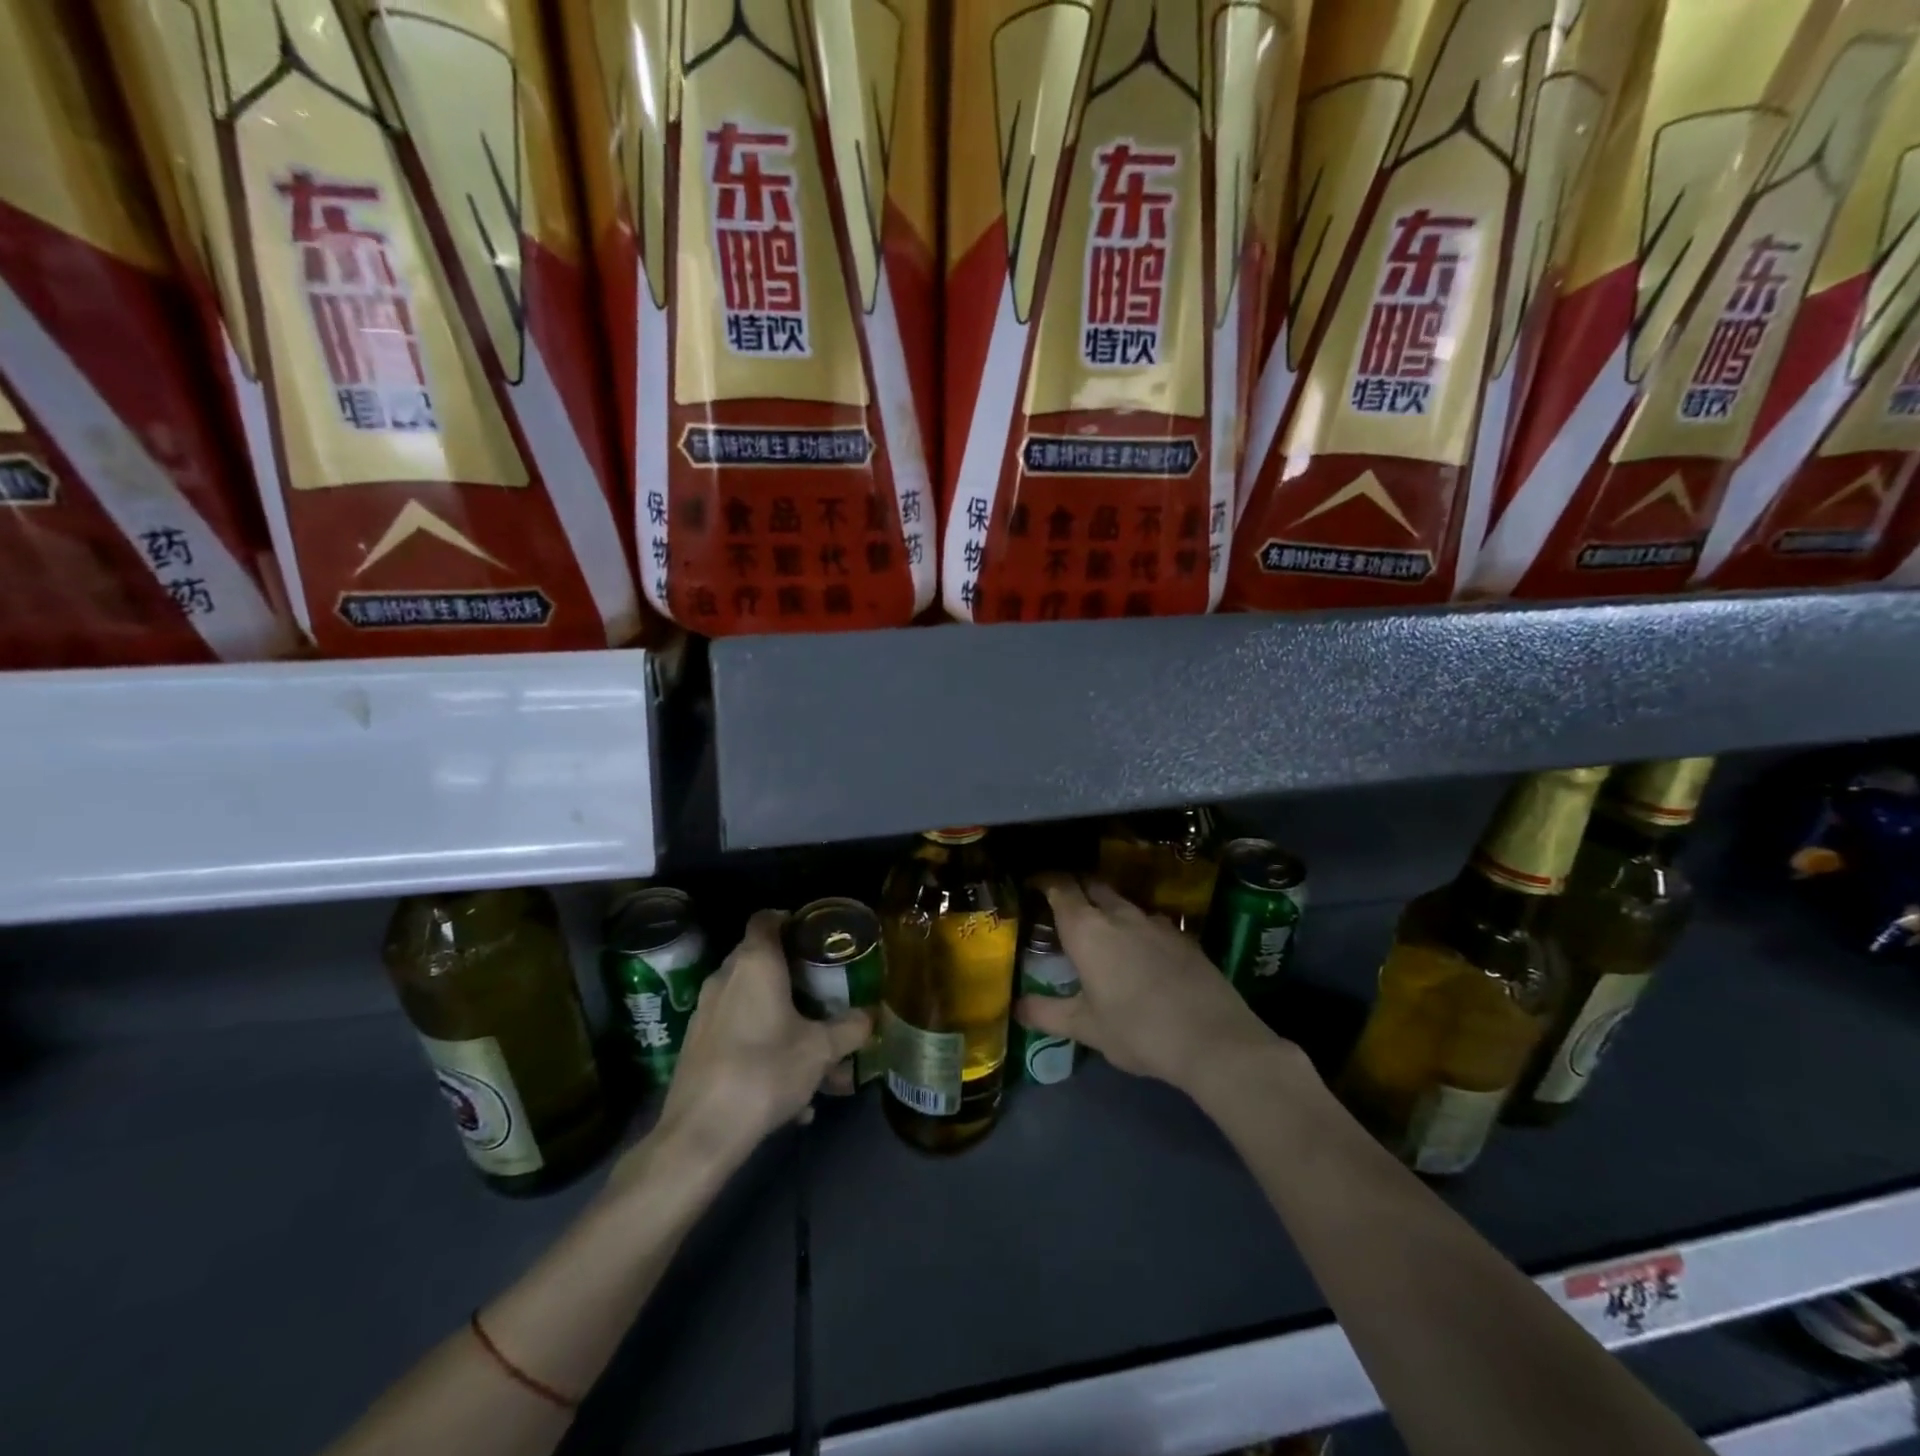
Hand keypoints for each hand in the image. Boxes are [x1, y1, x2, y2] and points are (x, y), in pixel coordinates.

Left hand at [648, 909, 869, 1168]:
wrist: (700, 1133)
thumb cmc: (765, 1071)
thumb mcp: (821, 1050)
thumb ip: (850, 1028)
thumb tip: (872, 1016)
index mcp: (755, 964)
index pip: (767, 918)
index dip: (791, 919)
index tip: (816, 937)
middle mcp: (725, 978)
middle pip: (761, 960)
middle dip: (794, 975)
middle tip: (824, 993)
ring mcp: (706, 1012)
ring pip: (752, 1001)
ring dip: (782, 1018)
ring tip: (815, 1055)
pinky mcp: (697, 1044)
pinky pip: (739, 1032)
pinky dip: (764, 1046)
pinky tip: (789, 1091)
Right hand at [1016, 874, 1283, 1094]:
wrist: (1214, 1040)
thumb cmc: (1137, 1031)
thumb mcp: (1085, 1027)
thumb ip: (1046, 1013)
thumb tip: (1016, 1008)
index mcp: (1087, 929)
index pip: (1060, 887)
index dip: (1044, 880)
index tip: (1032, 883)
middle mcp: (1119, 914)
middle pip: (1091, 884)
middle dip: (1075, 886)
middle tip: (1061, 903)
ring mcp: (1155, 921)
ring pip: (1122, 901)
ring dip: (1106, 907)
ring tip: (1099, 928)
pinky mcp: (1182, 935)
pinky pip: (1149, 920)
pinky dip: (1135, 927)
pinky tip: (1139, 951)